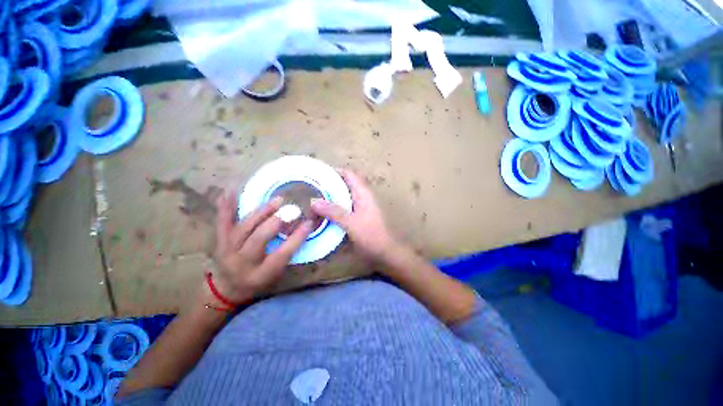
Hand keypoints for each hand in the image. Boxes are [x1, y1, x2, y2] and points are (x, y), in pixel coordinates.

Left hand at [210, 193, 312, 303]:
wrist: (227, 289)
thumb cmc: (258, 280)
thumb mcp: (277, 273)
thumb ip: (288, 253)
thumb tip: (302, 228)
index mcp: (261, 273)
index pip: (282, 254)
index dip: (297, 237)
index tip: (309, 223)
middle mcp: (243, 262)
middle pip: (259, 239)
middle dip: (277, 221)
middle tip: (293, 209)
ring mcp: (227, 250)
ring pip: (244, 228)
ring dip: (262, 212)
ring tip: (277, 200)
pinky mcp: (219, 241)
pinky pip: (222, 223)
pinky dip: (226, 207)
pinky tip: (230, 191)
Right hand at [311, 169, 398, 261]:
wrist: (384, 252)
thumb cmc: (371, 235)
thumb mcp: (351, 223)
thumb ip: (333, 212)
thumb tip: (313, 202)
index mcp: (362, 193)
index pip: (348, 174)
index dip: (334, 171)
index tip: (317, 174)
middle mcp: (361, 197)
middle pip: (344, 184)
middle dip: (328, 185)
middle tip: (310, 188)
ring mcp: (360, 207)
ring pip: (343, 197)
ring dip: (330, 197)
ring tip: (313, 200)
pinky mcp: (357, 216)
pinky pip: (343, 207)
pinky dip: (333, 208)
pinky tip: (322, 214)